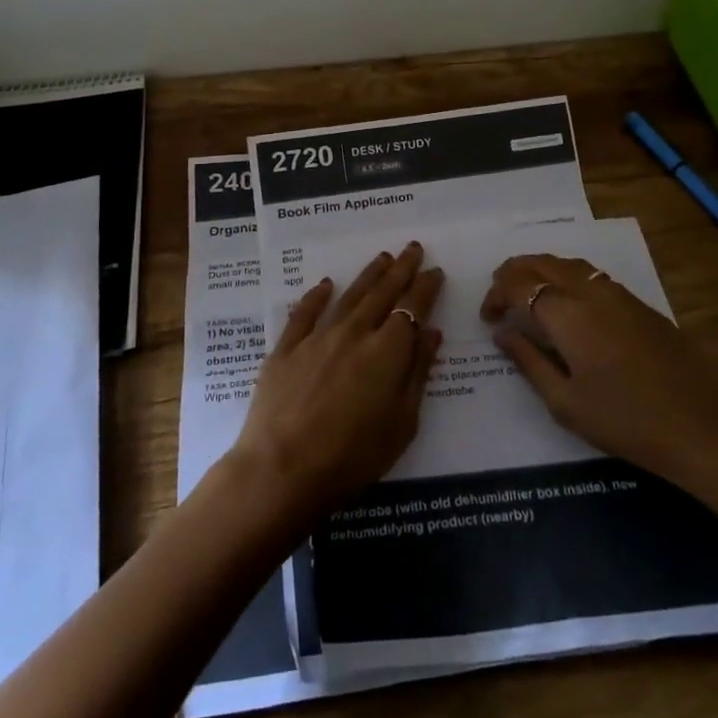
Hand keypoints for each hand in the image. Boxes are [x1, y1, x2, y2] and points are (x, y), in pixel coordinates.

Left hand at [230, 243, 444, 524]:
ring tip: (382, 257)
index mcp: (386, 352)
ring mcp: (317, 338)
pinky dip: (316, 296)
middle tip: (413, 247)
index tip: (435, 270)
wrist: (282, 469)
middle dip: (401, 269)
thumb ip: (417, 373)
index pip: (411, 308)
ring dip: (368, 275)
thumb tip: (430, 333)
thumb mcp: (401, 423)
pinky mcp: (286, 349)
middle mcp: (353, 333)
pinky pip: (304, 313)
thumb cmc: (352, 456)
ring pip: (348, 296)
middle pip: (382, 293)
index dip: (425, 287)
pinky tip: (326, 284)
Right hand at [480, 253, 717, 506]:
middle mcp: (590, 290)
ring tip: (528, 299)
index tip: (488, 320)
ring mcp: (619, 294)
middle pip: (541, 261)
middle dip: (513, 274)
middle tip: (499, 301)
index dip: (495, 295)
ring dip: (540, 272)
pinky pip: (592, 276)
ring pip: (568, 263)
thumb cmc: (626, 422)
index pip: (517, 284)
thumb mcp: (565, 402)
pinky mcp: (640, 305)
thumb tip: (502, 333)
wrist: (705, 428)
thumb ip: (528, 361)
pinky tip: (568, 309)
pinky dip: (567, 280)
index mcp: (567, 313)